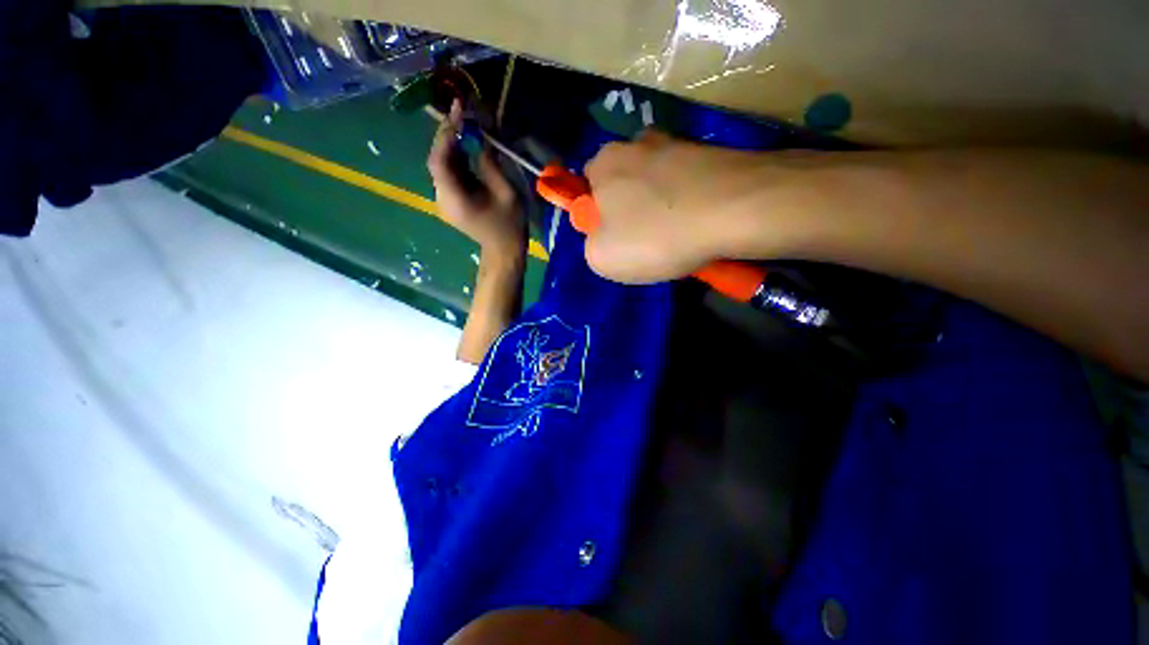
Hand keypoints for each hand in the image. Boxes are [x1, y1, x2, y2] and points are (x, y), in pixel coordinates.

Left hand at [428, 100, 525, 257]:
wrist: (503, 252)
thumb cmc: (509, 226)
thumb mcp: (506, 192)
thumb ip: (490, 163)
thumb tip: (480, 136)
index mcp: (455, 198)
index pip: (439, 160)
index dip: (446, 133)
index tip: (459, 110)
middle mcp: (442, 197)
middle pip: (437, 160)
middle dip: (449, 135)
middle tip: (464, 114)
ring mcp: (443, 200)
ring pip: (441, 165)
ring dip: (453, 145)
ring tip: (467, 126)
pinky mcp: (449, 201)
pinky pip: (448, 174)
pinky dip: (457, 159)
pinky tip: (468, 148)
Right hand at [583, 131, 811, 282]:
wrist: (734, 211)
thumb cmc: (655, 236)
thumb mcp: (601, 258)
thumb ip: (591, 244)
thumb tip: (604, 236)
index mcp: (603, 163)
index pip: (588, 191)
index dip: (599, 219)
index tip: (618, 240)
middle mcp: (636, 143)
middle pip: (624, 186)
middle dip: (630, 213)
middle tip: (647, 242)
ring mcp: (676, 144)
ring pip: (656, 185)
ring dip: (661, 209)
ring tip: (677, 237)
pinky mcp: (709, 152)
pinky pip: (685, 184)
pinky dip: (687, 203)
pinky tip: (698, 225)